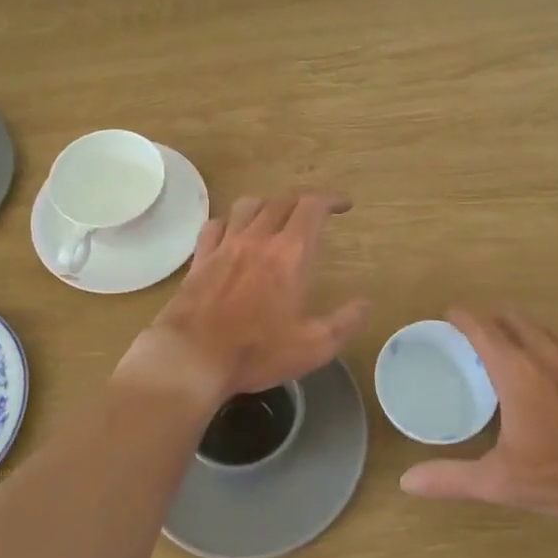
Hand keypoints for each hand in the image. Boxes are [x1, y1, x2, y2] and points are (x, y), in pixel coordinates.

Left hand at [119, 192, 369, 406]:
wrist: (192, 358)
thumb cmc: (257, 352)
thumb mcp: (314, 346)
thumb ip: (345, 322)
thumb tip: (365, 303)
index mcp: (289, 254)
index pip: (312, 207)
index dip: (331, 199)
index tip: (344, 205)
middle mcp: (257, 239)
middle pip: (282, 201)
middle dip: (303, 201)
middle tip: (315, 213)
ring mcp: (225, 246)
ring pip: (248, 206)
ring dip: (268, 205)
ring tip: (276, 218)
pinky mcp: (200, 259)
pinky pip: (215, 225)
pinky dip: (230, 222)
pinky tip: (233, 233)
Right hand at [399, 309, 557, 527]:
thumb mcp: (500, 480)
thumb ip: (452, 478)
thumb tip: (407, 482)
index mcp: (517, 372)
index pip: (484, 330)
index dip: (463, 317)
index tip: (448, 313)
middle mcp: (544, 358)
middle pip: (514, 320)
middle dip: (490, 317)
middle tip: (471, 331)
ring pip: (540, 329)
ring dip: (518, 327)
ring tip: (503, 342)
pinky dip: (542, 343)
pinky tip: (542, 366)